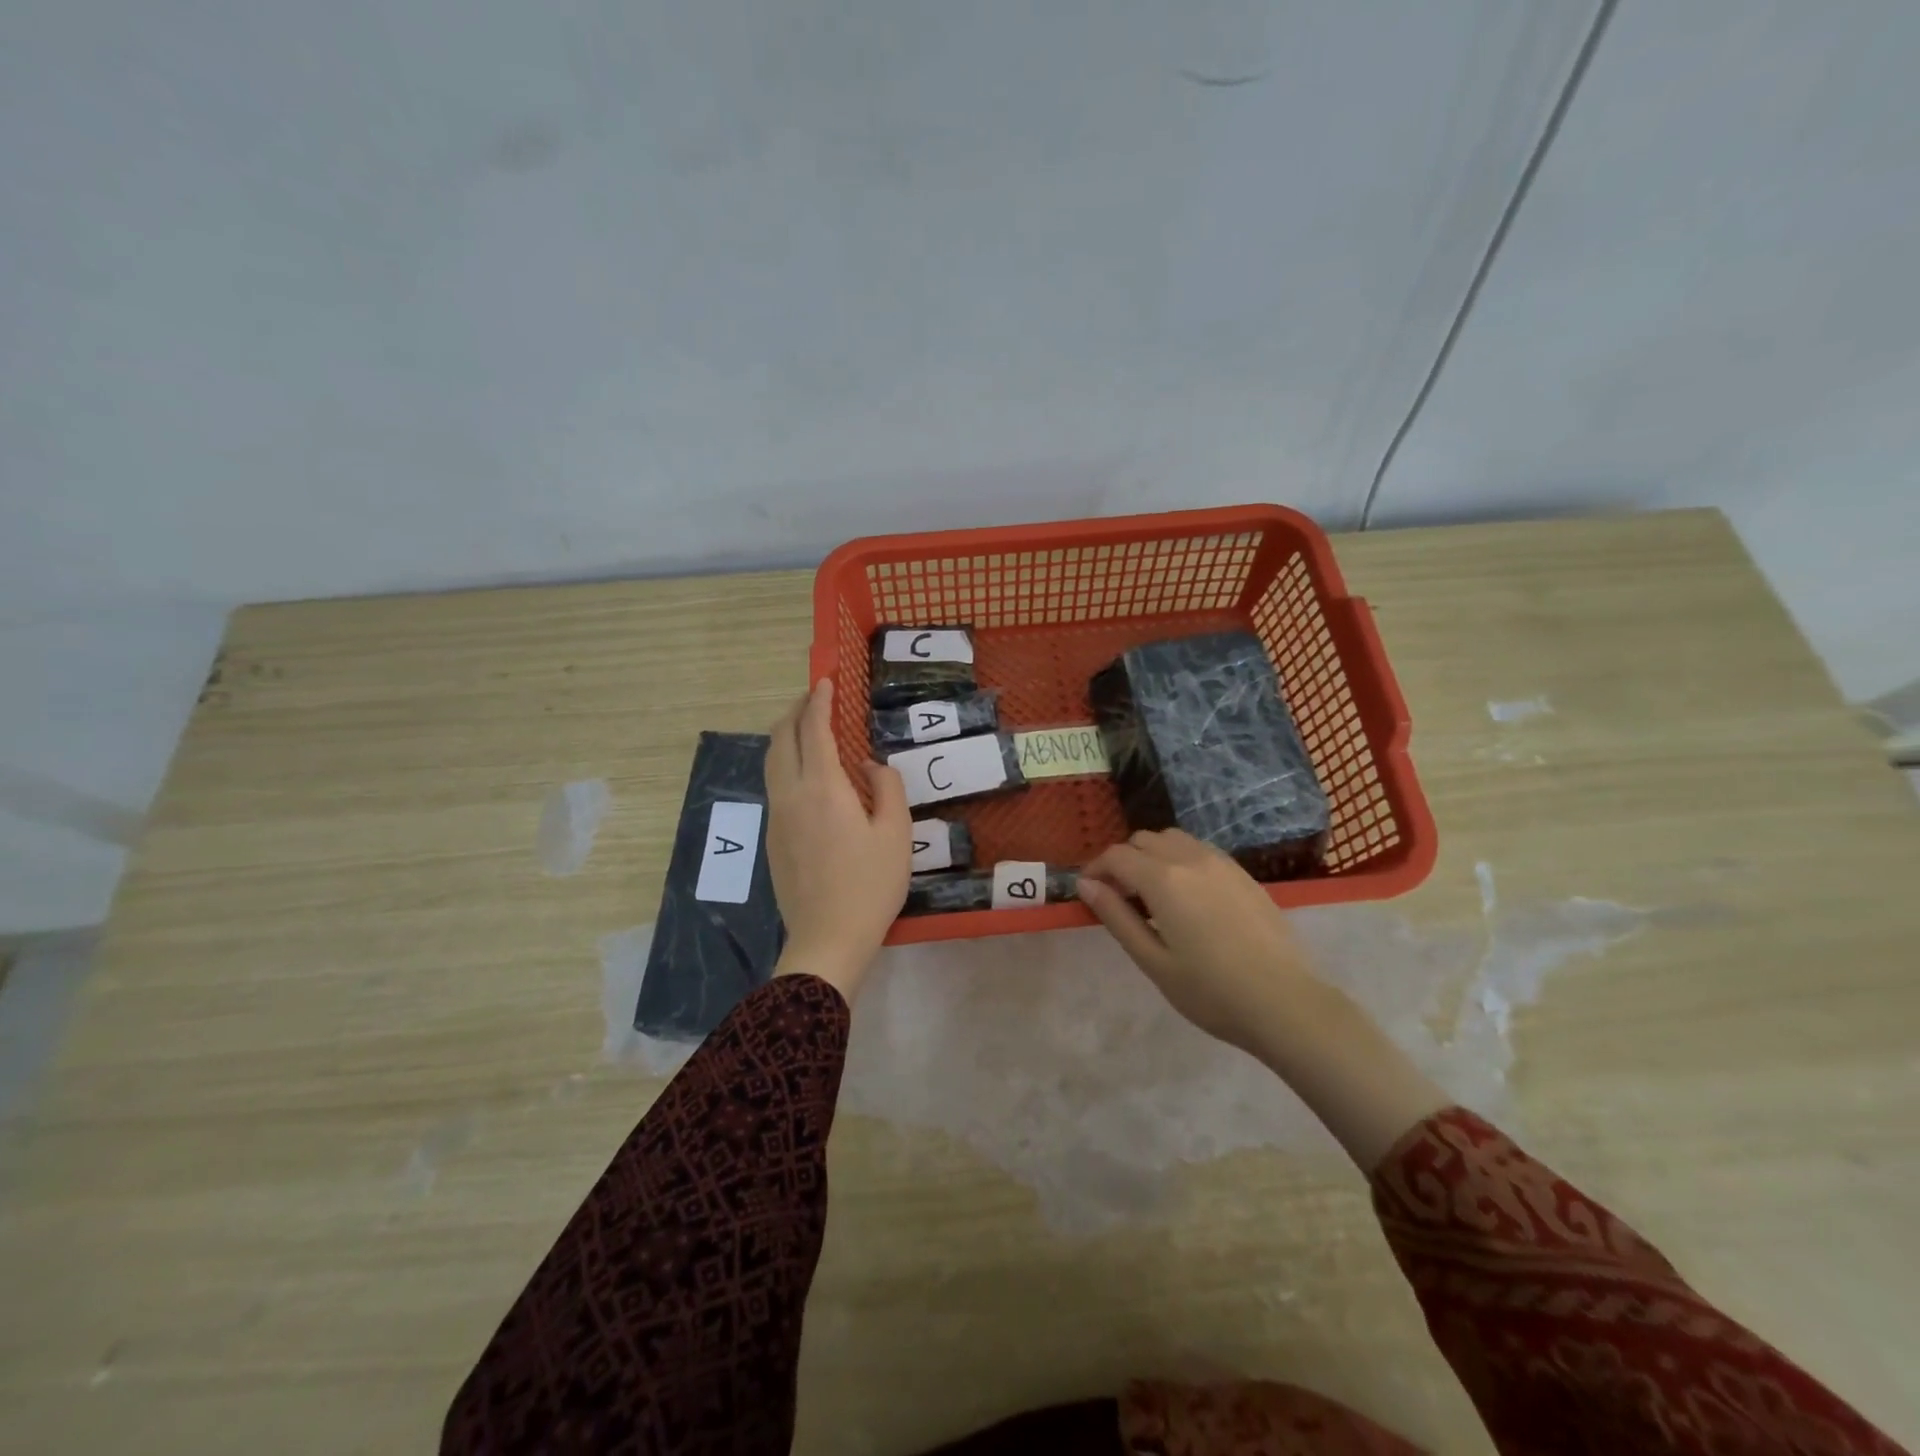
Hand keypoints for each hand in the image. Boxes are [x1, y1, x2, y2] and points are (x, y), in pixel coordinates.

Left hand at [765, 679, 911, 1001]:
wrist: (827, 939)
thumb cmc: (870, 886)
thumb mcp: (896, 834)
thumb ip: (887, 787)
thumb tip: (870, 766)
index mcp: (822, 788)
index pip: (814, 729)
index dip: (819, 701)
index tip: (825, 681)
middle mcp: (791, 795)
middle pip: (781, 738)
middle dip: (795, 711)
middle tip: (815, 697)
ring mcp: (777, 817)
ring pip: (771, 761)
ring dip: (786, 735)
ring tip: (807, 727)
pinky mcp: (773, 839)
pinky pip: (775, 785)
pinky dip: (785, 762)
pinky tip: (806, 773)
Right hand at [1078, 829, 1316, 1057]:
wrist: (1285, 1003)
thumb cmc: (1211, 991)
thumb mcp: (1153, 961)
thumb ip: (1117, 917)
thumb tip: (1086, 884)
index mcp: (1163, 879)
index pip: (1116, 855)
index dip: (1095, 869)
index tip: (1089, 892)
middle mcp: (1191, 858)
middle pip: (1144, 839)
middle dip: (1123, 860)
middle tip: (1121, 897)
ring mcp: (1222, 863)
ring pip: (1173, 839)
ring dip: (1153, 855)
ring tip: (1154, 895)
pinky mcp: (1244, 874)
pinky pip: (1200, 850)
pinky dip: (1181, 860)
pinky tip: (1189, 897)